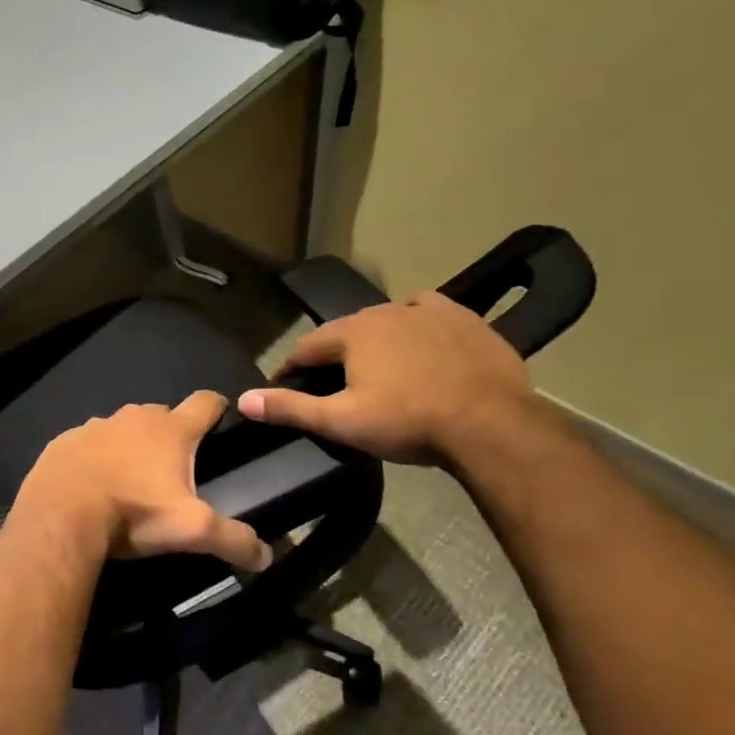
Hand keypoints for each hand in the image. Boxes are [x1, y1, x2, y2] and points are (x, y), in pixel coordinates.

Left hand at [16, 392, 272, 570]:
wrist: (61, 515)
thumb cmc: (134, 514)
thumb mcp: (192, 531)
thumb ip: (233, 539)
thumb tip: (266, 555)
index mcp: (171, 430)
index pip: (205, 402)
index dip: (217, 408)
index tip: (222, 417)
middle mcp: (134, 417)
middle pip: (162, 414)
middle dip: (172, 433)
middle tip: (175, 467)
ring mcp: (95, 426)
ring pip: (122, 428)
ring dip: (130, 445)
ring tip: (131, 479)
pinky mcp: (64, 441)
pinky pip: (87, 444)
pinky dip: (94, 457)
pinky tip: (91, 484)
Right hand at [237, 292, 533, 461]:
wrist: (490, 424)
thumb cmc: (407, 422)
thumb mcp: (341, 421)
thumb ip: (291, 408)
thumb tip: (244, 399)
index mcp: (353, 333)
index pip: (307, 347)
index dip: (291, 367)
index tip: (282, 384)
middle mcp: (386, 311)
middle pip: (347, 331)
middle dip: (334, 353)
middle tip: (331, 381)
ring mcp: (429, 311)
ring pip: (388, 319)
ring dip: (375, 338)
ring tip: (376, 365)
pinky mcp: (465, 319)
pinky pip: (430, 313)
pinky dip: (416, 325)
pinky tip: (421, 340)